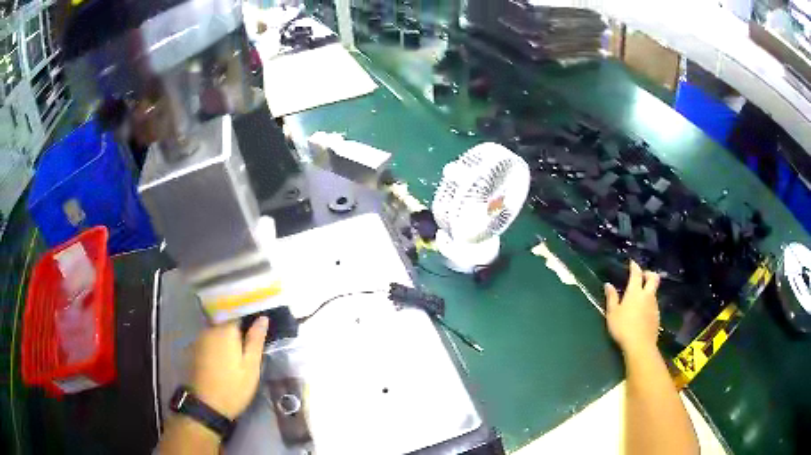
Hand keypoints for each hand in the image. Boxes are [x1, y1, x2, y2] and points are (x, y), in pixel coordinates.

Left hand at [190, 317, 268, 419]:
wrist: (206, 405)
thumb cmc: (233, 387)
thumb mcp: (250, 367)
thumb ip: (255, 341)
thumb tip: (263, 318)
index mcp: (225, 331)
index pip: (239, 317)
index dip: (248, 325)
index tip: (255, 338)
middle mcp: (209, 330)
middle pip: (225, 325)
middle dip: (236, 335)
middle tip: (245, 354)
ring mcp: (198, 340)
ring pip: (215, 334)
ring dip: (224, 342)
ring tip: (233, 360)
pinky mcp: (191, 350)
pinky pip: (207, 343)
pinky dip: (214, 349)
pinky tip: (219, 364)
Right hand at [604, 261, 660, 354]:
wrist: (640, 345)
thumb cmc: (623, 328)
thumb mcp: (612, 314)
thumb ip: (611, 298)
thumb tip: (608, 285)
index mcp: (635, 292)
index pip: (637, 274)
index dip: (635, 266)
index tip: (632, 263)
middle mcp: (647, 295)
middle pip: (653, 278)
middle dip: (648, 274)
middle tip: (642, 276)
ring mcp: (654, 305)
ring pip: (654, 291)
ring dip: (649, 290)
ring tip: (640, 297)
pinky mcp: (657, 316)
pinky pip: (654, 304)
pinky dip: (649, 303)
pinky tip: (643, 312)